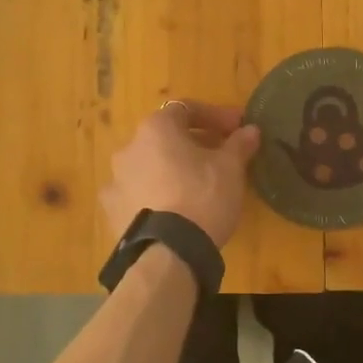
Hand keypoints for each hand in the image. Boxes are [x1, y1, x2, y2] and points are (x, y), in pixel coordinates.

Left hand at [101, 101, 260, 246]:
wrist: (167, 253)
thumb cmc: (203, 197)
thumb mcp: (230, 168)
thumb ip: (238, 144)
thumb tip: (250, 130)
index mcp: (156, 129)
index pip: (187, 109)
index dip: (215, 116)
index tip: (237, 129)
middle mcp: (129, 148)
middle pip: (166, 137)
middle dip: (194, 143)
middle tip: (220, 157)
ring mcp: (115, 180)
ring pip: (150, 165)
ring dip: (172, 168)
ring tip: (197, 186)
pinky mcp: (112, 210)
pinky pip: (138, 193)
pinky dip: (155, 194)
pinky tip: (173, 209)